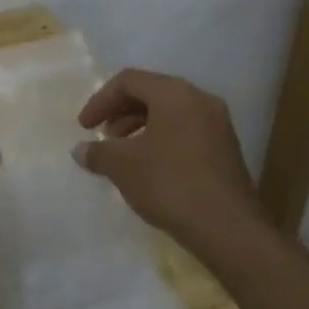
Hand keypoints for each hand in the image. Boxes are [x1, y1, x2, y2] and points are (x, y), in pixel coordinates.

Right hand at [74, 69, 264, 249]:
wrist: (227, 228)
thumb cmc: (169, 183)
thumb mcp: (123, 166)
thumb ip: (98, 152)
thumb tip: (80, 150)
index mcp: (175, 93)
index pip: (128, 81)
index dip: (100, 101)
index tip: (84, 127)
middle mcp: (200, 100)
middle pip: (151, 93)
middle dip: (120, 113)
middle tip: (103, 137)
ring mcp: (218, 125)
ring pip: (169, 114)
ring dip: (139, 128)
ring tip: (122, 156)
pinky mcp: (225, 150)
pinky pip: (185, 132)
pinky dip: (160, 140)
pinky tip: (148, 169)